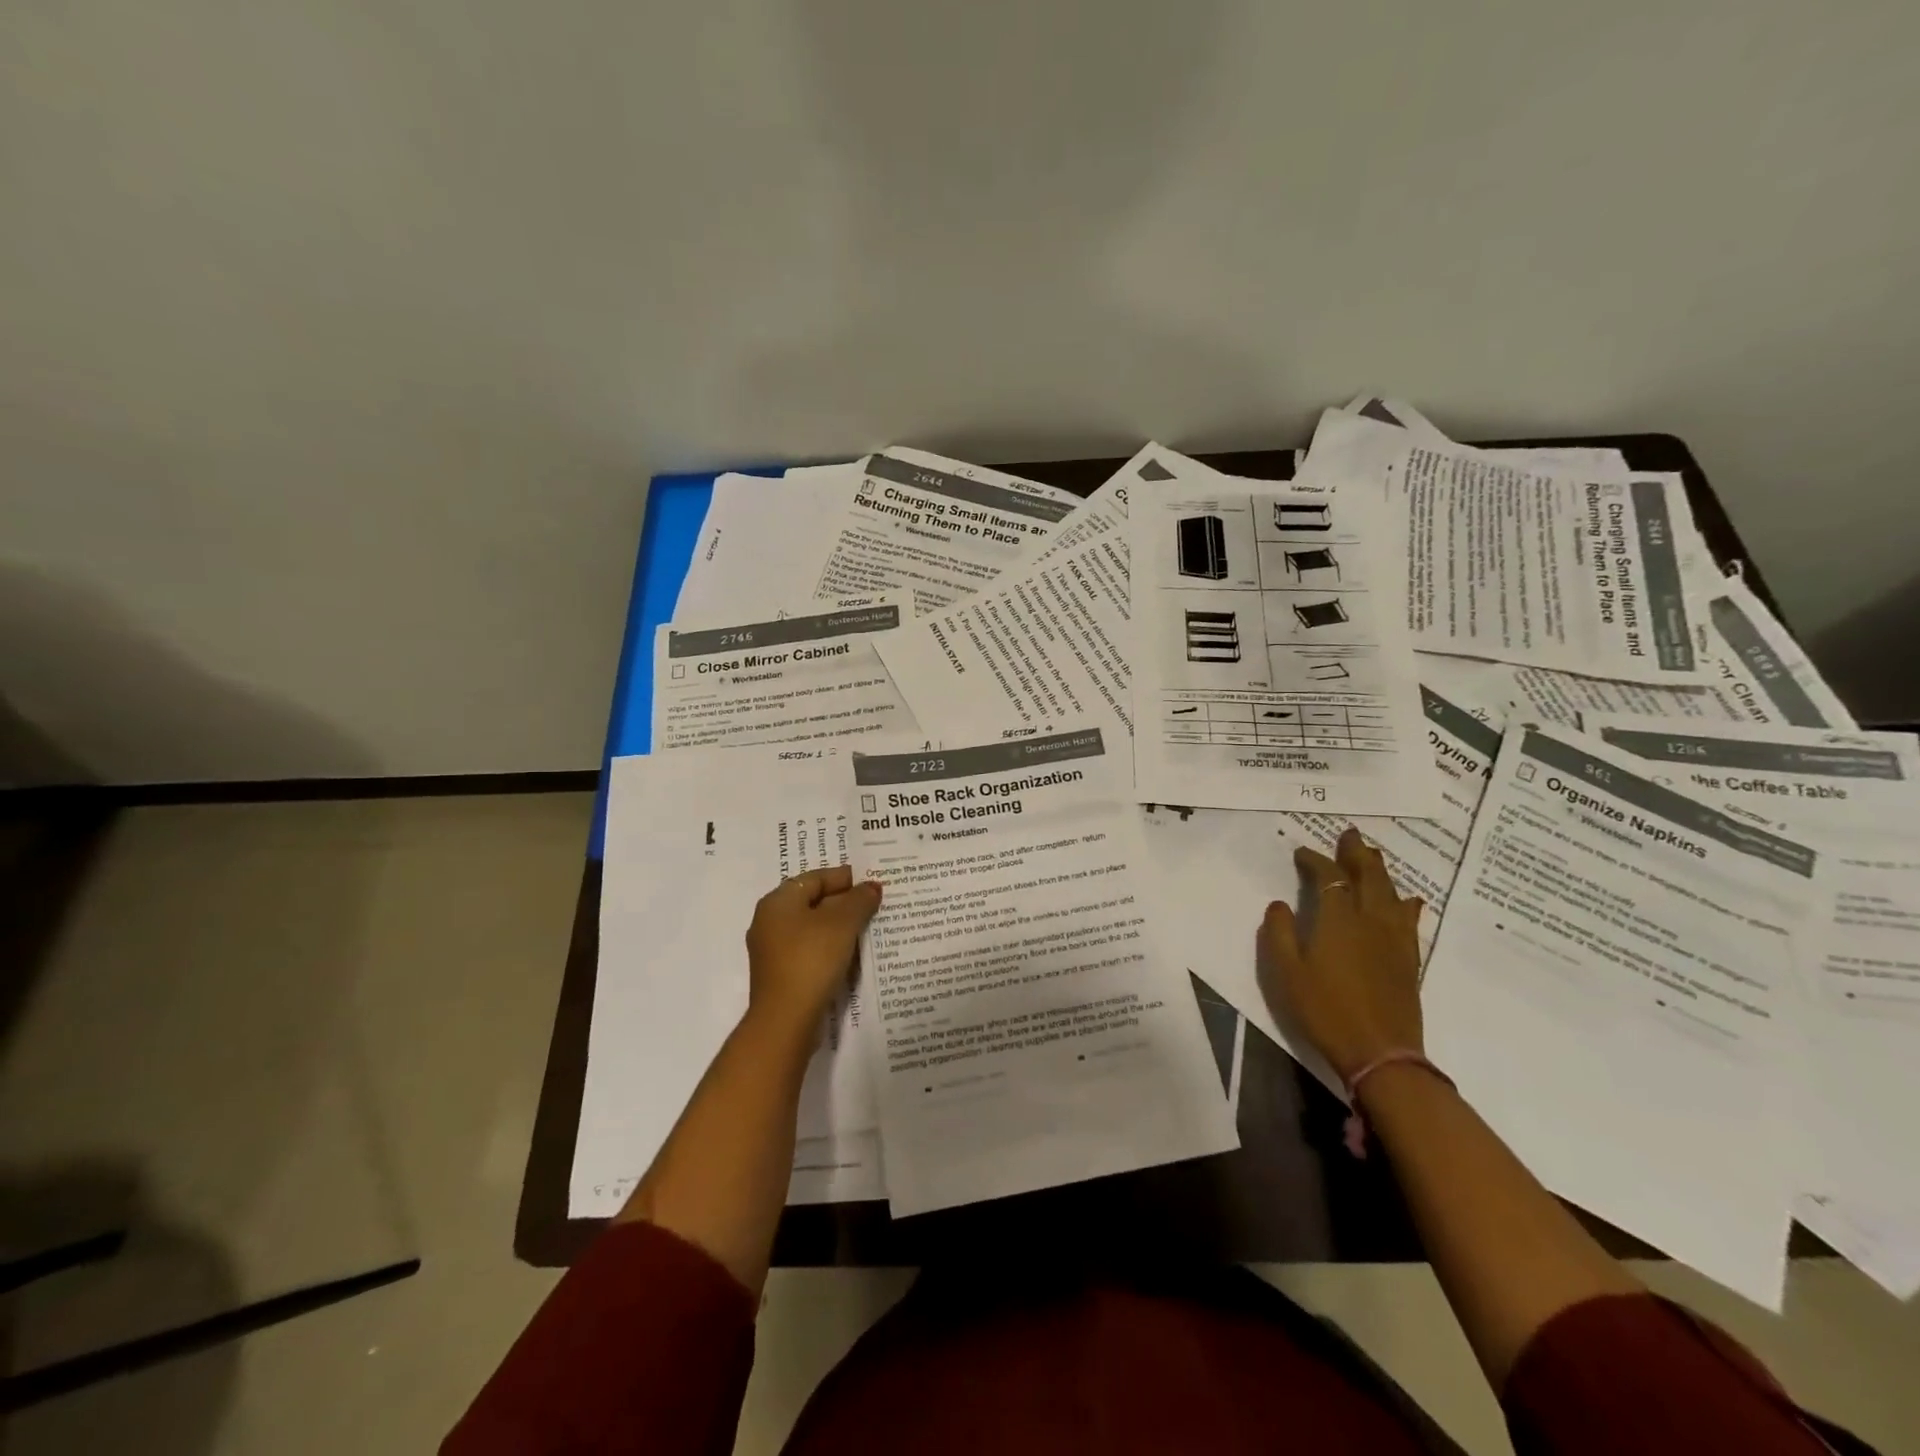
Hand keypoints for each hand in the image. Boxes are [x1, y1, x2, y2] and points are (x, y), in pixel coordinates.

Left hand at [744, 866, 882, 1036]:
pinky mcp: (780, 974)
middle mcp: (769, 921)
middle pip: (813, 902)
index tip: (872, 882)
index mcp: (778, 901)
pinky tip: (851, 954)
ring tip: (868, 928)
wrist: (786, 1020)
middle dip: (844, 902)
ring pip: (812, 928)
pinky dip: (830, 947)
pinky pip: (809, 950)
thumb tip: (871, 887)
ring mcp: (772, 950)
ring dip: (839, 927)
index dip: (846, 878)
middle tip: (875, 904)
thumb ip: (859, 900)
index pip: (816, 878)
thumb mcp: (842, 924)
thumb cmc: (811, 960)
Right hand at [1259, 826, 1424, 1084]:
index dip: (1316, 861)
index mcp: (1337, 920)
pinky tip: (1409, 901)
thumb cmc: (1324, 1010)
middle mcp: (1370, 921)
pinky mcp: (1408, 960)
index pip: (1329, 878)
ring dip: (1381, 872)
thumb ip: (1280, 933)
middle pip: (1368, 877)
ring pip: (1391, 894)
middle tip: (1350, 834)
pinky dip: (1406, 904)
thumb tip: (1280, 904)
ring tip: (1375, 856)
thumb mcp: (1286, 973)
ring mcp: (1394, 940)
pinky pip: (1408, 921)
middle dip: (1357, 853)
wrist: (1380, 1053)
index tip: (1302, 853)